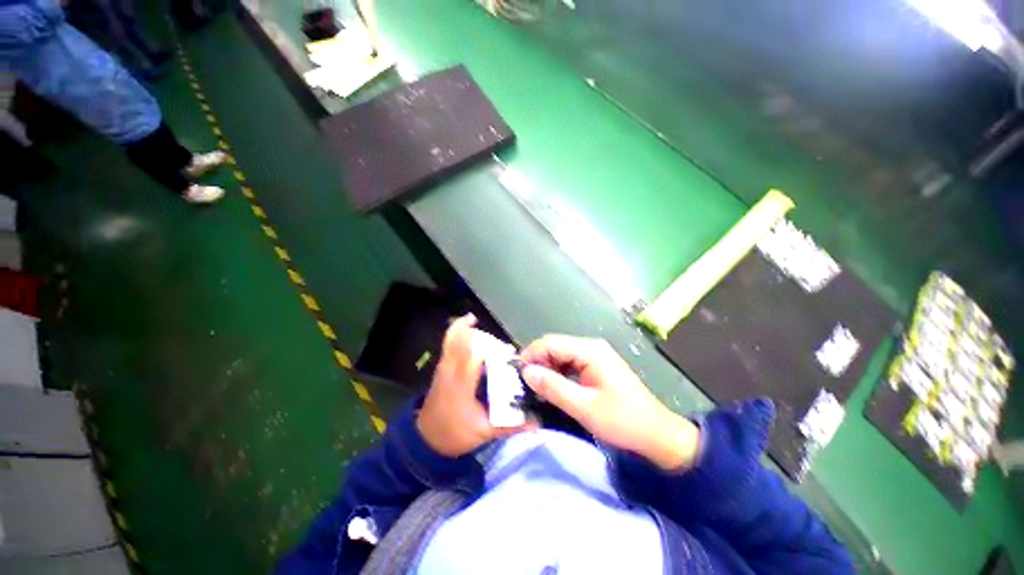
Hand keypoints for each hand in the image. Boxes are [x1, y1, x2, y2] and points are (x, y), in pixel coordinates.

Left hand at [417, 315, 534, 456]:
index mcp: (460, 384)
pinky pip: (449, 339)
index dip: (490, 348)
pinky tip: (471, 323)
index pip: (472, 354)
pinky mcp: (442, 364)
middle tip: (503, 350)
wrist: (426, 439)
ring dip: (474, 332)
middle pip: (464, 339)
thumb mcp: (483, 432)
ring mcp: (444, 364)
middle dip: (486, 340)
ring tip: (493, 341)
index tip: (508, 354)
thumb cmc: (454, 433)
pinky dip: (460, 328)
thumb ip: (509, 425)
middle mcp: (450, 368)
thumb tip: (536, 422)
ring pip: (455, 336)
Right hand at [521, 335, 698, 470]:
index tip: (516, 374)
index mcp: (589, 350)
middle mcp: (591, 347)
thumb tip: (527, 372)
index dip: (531, 355)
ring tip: (535, 387)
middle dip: (538, 361)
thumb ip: (553, 387)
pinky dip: (558, 372)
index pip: (550, 343)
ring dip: (547, 368)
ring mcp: (595, 355)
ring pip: (561, 354)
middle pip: (555, 346)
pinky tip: (552, 387)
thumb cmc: (622, 421)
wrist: (657, 434)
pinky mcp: (597, 366)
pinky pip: (570, 363)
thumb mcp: (584, 407)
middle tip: (524, 384)